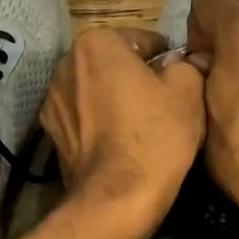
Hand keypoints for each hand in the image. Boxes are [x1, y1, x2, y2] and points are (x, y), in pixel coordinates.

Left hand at [40, 27, 205, 238]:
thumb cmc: (155, 136)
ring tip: (139, 126)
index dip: (165, 59)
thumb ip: (186, 65)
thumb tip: (183, 63)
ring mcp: (52, 100)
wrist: (117, 199)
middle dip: (134, 76)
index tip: (178, 81)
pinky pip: (83, 117)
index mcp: (97, 43)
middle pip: (113, 63)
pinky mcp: (51, 133)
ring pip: (95, 90)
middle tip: (161, 103)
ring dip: (114, 99)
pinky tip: (118, 143)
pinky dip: (98, 123)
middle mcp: (65, 64)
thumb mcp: (188, 91)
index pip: (142, 40)